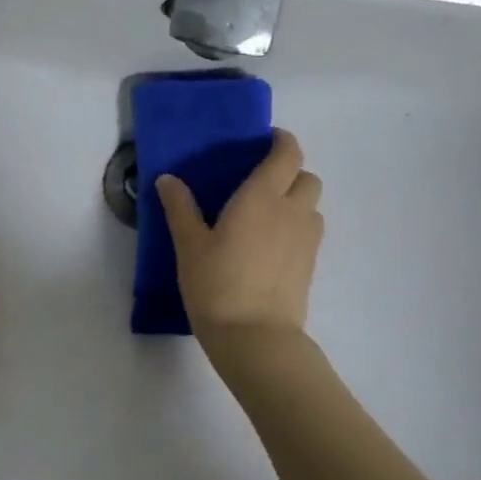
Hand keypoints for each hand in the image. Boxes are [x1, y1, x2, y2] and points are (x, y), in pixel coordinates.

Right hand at [155, 129, 323, 342]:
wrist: (255, 337)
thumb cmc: (217, 284)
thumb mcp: (189, 245)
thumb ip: (180, 208)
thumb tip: (167, 179)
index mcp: (262, 197)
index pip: (287, 154)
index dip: (281, 141)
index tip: (264, 141)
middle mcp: (292, 211)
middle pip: (308, 177)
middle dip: (290, 172)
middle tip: (261, 183)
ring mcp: (306, 239)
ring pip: (312, 205)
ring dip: (297, 200)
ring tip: (266, 215)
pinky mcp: (310, 264)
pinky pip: (310, 231)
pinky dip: (297, 227)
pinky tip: (270, 245)